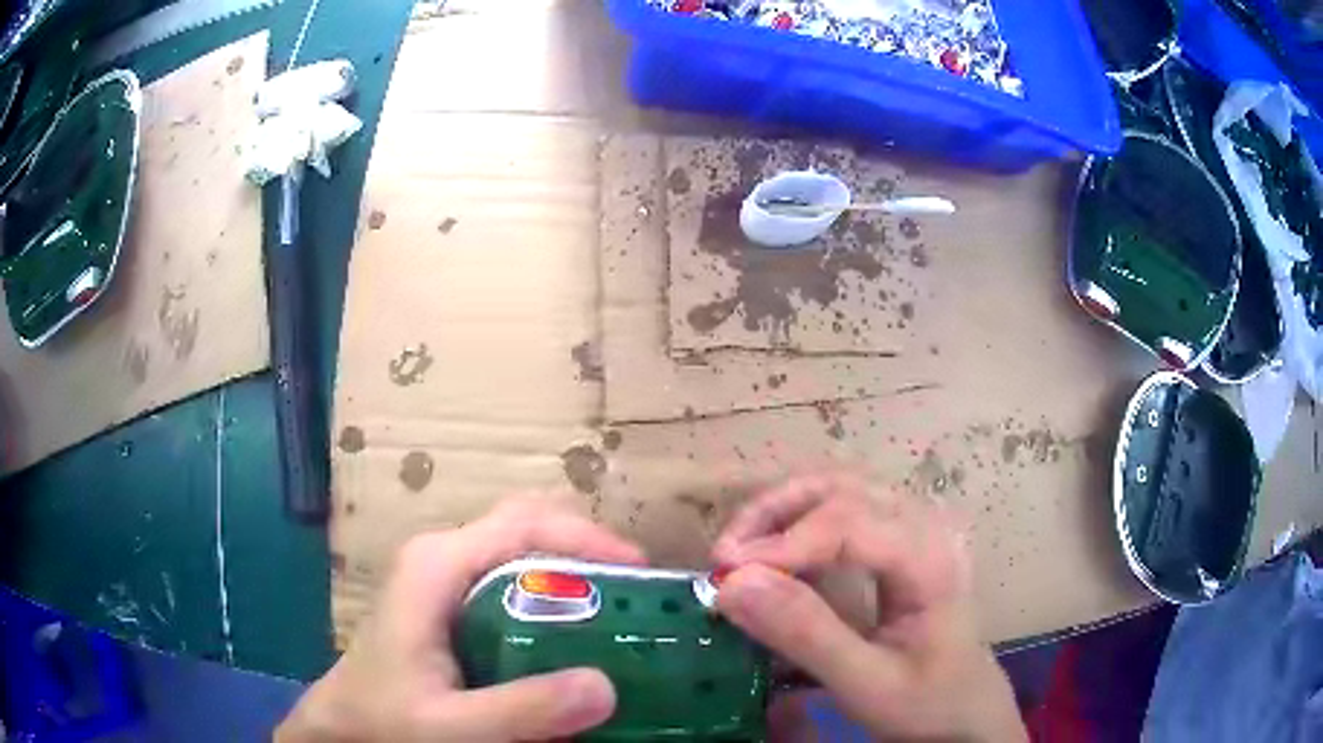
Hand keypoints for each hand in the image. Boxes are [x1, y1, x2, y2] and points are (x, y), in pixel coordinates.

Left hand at [277, 496, 645, 741]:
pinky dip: (554, 604)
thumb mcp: (451, 726)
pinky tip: (575, 643)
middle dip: (590, 557)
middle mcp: (444, 558)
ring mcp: (446, 581)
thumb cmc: (384, 720)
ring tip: (621, 620)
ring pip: (525, 559)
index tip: (641, 575)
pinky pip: (514, 588)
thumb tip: (606, 686)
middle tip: (639, 602)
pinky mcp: (451, 607)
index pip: (525, 523)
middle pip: (531, 532)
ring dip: (576, 581)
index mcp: (438, 564)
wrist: (342, 727)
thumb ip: (521, 709)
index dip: (589, 539)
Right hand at [713, 473, 1024, 742]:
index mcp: (930, 559)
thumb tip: (734, 585)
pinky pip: (846, 512)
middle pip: (844, 488)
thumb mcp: (866, 683)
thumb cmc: (926, 702)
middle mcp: (925, 527)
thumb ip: (806, 635)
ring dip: (784, 511)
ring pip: (842, 490)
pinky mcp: (902, 544)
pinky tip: (777, 556)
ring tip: (742, 550)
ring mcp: (916, 530)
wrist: (967, 709)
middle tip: (726, 554)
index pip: (849, 524)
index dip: (781, 542)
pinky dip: (800, 523)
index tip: (723, 574)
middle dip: (776, 511)